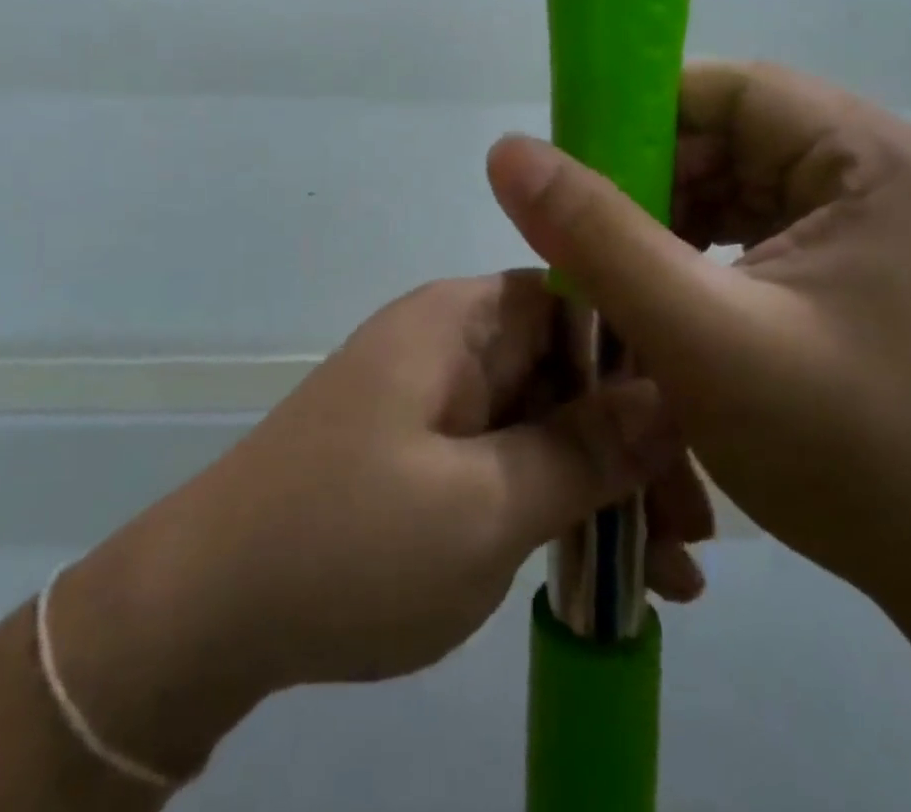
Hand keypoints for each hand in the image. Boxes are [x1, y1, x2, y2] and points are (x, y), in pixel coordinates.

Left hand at [52, 272, 710, 777]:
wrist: (208, 611)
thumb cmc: (352, 541)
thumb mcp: (486, 504)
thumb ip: (584, 448)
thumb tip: (673, 393)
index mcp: (459, 320)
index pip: (575, 299)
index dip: (643, 356)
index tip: (702, 431)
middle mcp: (449, 343)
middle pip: (566, 367)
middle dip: (634, 440)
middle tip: (693, 527)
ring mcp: (435, 399)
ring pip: (544, 419)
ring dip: (605, 484)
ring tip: (673, 570)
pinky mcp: (424, 451)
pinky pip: (509, 458)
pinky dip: (557, 504)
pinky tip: (610, 571)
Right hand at [485, 60, 910, 612]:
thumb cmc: (857, 454)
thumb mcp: (701, 336)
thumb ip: (595, 236)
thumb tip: (507, 151)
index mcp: (874, 156)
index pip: (731, 90)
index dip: (640, 117)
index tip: (571, 171)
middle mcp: (889, 171)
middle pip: (736, 136)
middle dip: (652, 181)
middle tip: (585, 242)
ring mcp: (888, 223)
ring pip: (745, 186)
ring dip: (673, 222)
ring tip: (620, 277)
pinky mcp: (875, 270)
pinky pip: (767, 231)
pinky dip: (708, 254)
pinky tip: (673, 300)